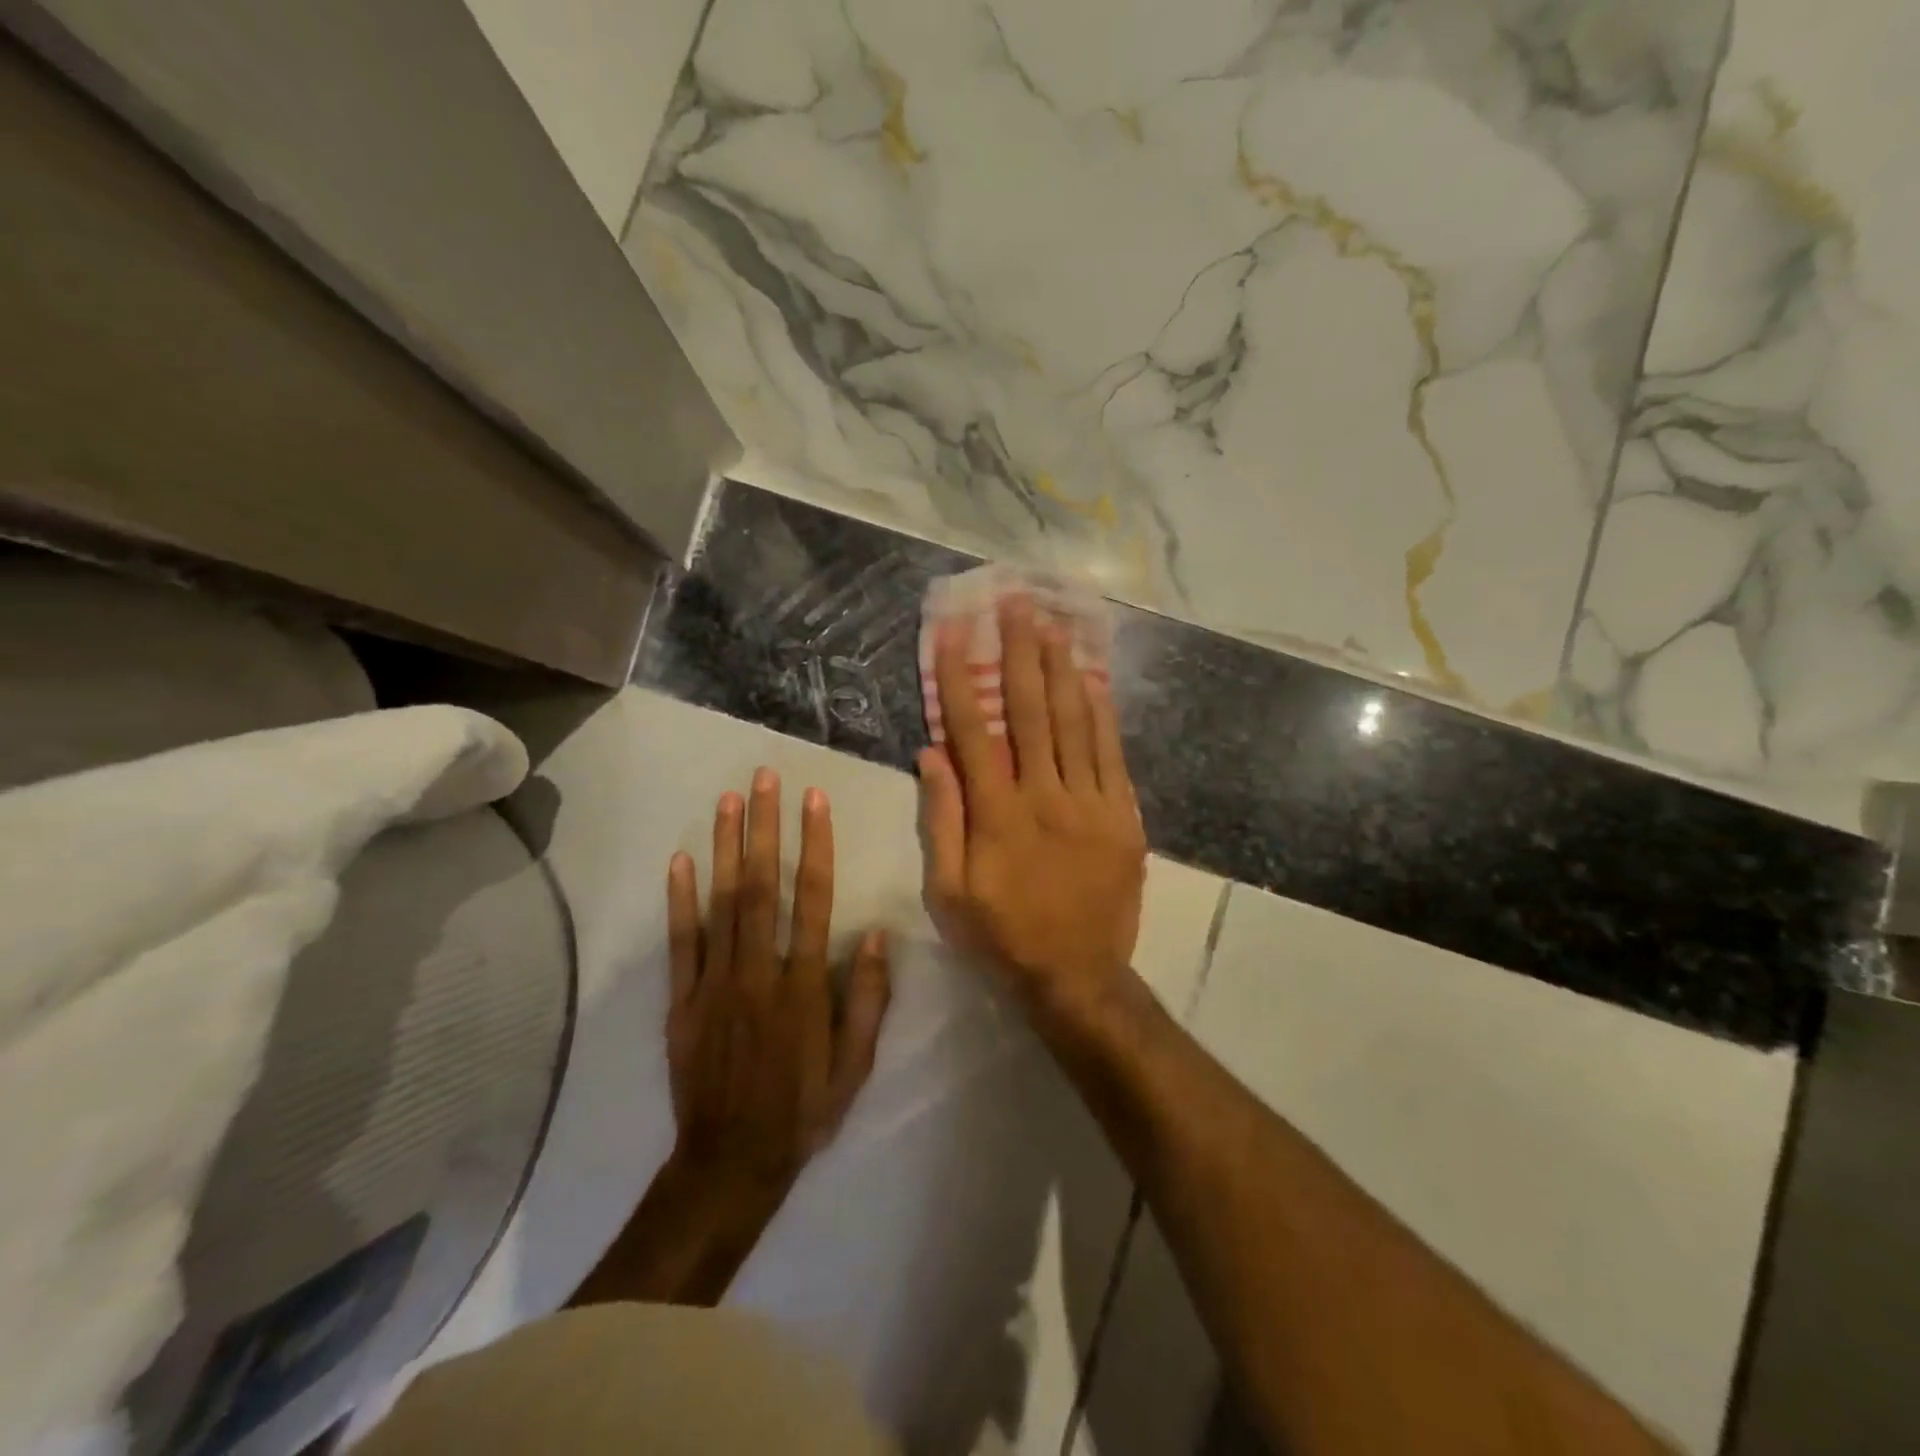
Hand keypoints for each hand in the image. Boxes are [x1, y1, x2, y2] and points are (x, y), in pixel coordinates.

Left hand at [665, 768, 892, 1195]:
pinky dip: (680, 900)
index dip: (815, 846)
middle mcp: (758, 972)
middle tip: (765, 779)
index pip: (813, 900)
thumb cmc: (802, 1110)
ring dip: (727, 848)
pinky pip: (681, 942)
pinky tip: (681, 859)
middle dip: (765, 828)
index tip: (815, 802)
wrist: (729, 1162)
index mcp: (803, 986)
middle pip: (763, 887)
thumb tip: (874, 935)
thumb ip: (866, 999)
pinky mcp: (682, 1000)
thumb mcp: (854, 1065)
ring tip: (729, 800)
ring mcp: (715, 983)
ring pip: (722, 903)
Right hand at [918, 595, 1147, 1019]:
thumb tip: (930, 754)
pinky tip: (1094, 680)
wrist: (1078, 976)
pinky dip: (1102, 714)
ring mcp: (1091, 804)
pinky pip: (1112, 755)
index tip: (952, 633)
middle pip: (1032, 712)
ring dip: (1062, 670)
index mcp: (998, 814)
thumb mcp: (950, 892)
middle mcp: (1045, 796)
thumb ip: (942, 820)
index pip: (973, 731)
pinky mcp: (1123, 817)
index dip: (959, 678)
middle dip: (1020, 653)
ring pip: (1075, 724)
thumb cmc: (1003, 936)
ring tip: (1053, 625)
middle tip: (1016, 604)